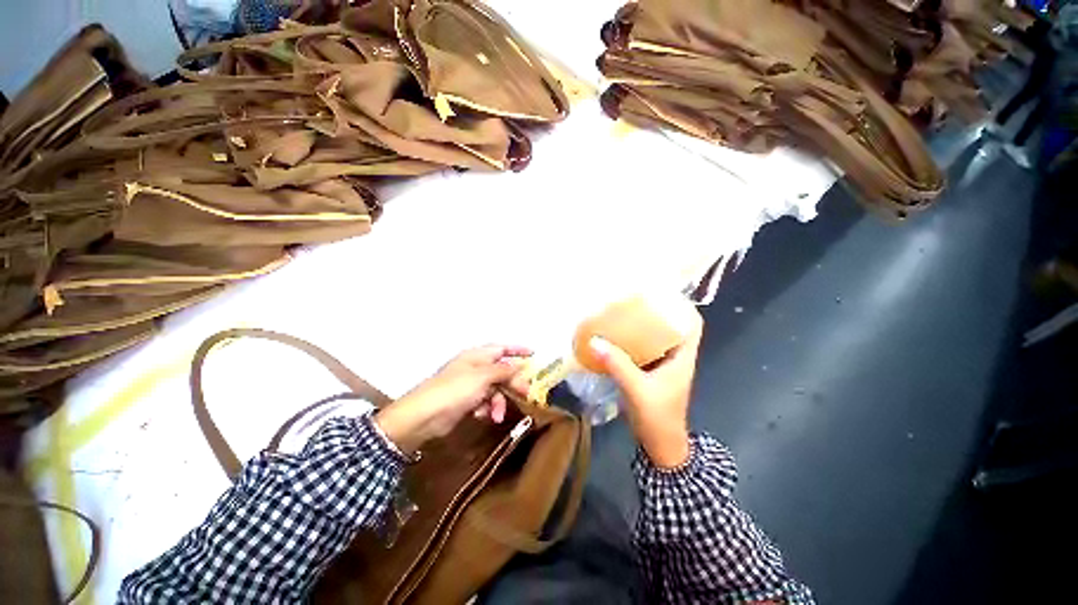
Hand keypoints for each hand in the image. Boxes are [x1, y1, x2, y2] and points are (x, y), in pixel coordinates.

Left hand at [374, 345, 530, 454]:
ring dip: (499, 402)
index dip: (518, 350)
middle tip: (526, 394)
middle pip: (501, 371)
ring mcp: (470, 384)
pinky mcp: (466, 401)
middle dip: (513, 383)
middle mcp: (475, 367)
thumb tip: (519, 367)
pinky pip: (485, 401)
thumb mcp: (483, 377)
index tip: (534, 354)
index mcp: (478, 356)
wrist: (425, 415)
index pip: (502, 348)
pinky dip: (487, 408)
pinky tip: (482, 416)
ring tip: (496, 415)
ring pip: (495, 389)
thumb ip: (503, 371)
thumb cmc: (455, 389)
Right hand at [589, 304, 702, 467]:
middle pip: (671, 327)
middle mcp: (675, 357)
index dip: (682, 306)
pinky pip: (643, 351)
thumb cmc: (657, 417)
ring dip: (642, 327)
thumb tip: (594, 340)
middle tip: (634, 299)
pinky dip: (632, 342)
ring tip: (623, 312)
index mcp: (683, 357)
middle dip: (656, 312)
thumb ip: (617, 365)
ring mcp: (662, 366)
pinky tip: (616, 336)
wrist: (659, 445)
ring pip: (655, 339)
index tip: (662, 292)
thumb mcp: (637, 389)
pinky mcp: (650, 373)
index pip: (693, 324)